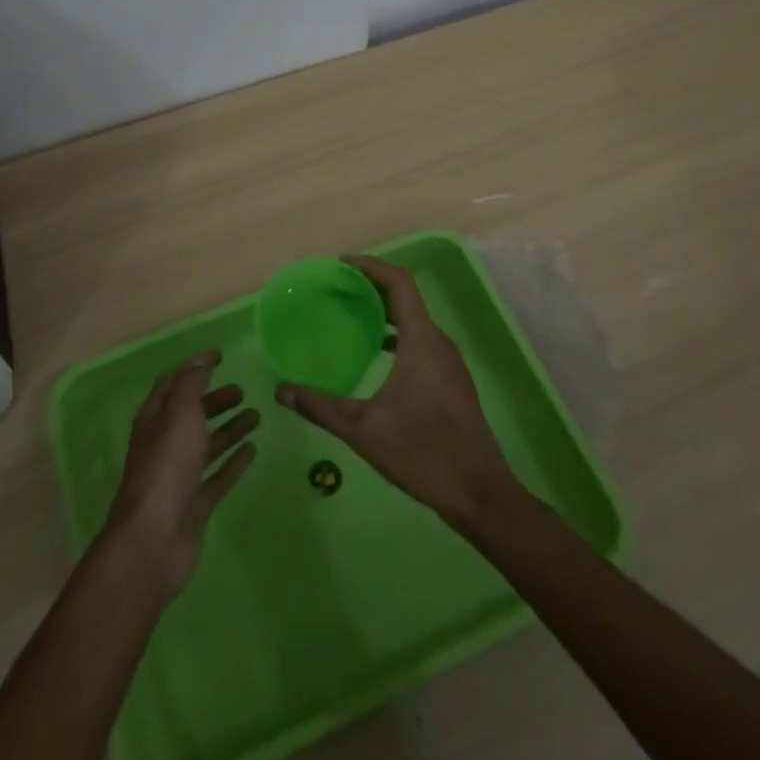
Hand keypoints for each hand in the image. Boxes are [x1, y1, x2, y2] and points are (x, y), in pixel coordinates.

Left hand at [103, 349, 259, 599]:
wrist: (154, 540)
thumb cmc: (166, 466)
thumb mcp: (179, 413)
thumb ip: (192, 384)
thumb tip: (201, 362)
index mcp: (155, 420)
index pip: (173, 383)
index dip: (195, 367)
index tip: (220, 355)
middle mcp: (165, 444)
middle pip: (191, 414)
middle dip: (215, 399)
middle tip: (243, 390)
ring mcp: (180, 476)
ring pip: (207, 444)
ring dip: (229, 428)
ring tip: (256, 416)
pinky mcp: (195, 504)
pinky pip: (218, 475)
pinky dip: (234, 461)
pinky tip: (252, 450)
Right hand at [277, 256, 520, 528]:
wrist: (479, 493)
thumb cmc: (422, 452)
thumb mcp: (362, 429)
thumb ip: (320, 406)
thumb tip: (281, 390)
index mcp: (422, 340)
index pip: (398, 282)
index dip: (370, 266)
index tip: (340, 265)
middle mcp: (439, 342)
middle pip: (406, 298)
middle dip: (371, 288)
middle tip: (336, 290)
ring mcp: (449, 362)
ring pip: (414, 322)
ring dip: (385, 313)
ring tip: (350, 318)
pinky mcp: (452, 381)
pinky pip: (421, 342)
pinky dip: (397, 336)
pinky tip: (375, 356)